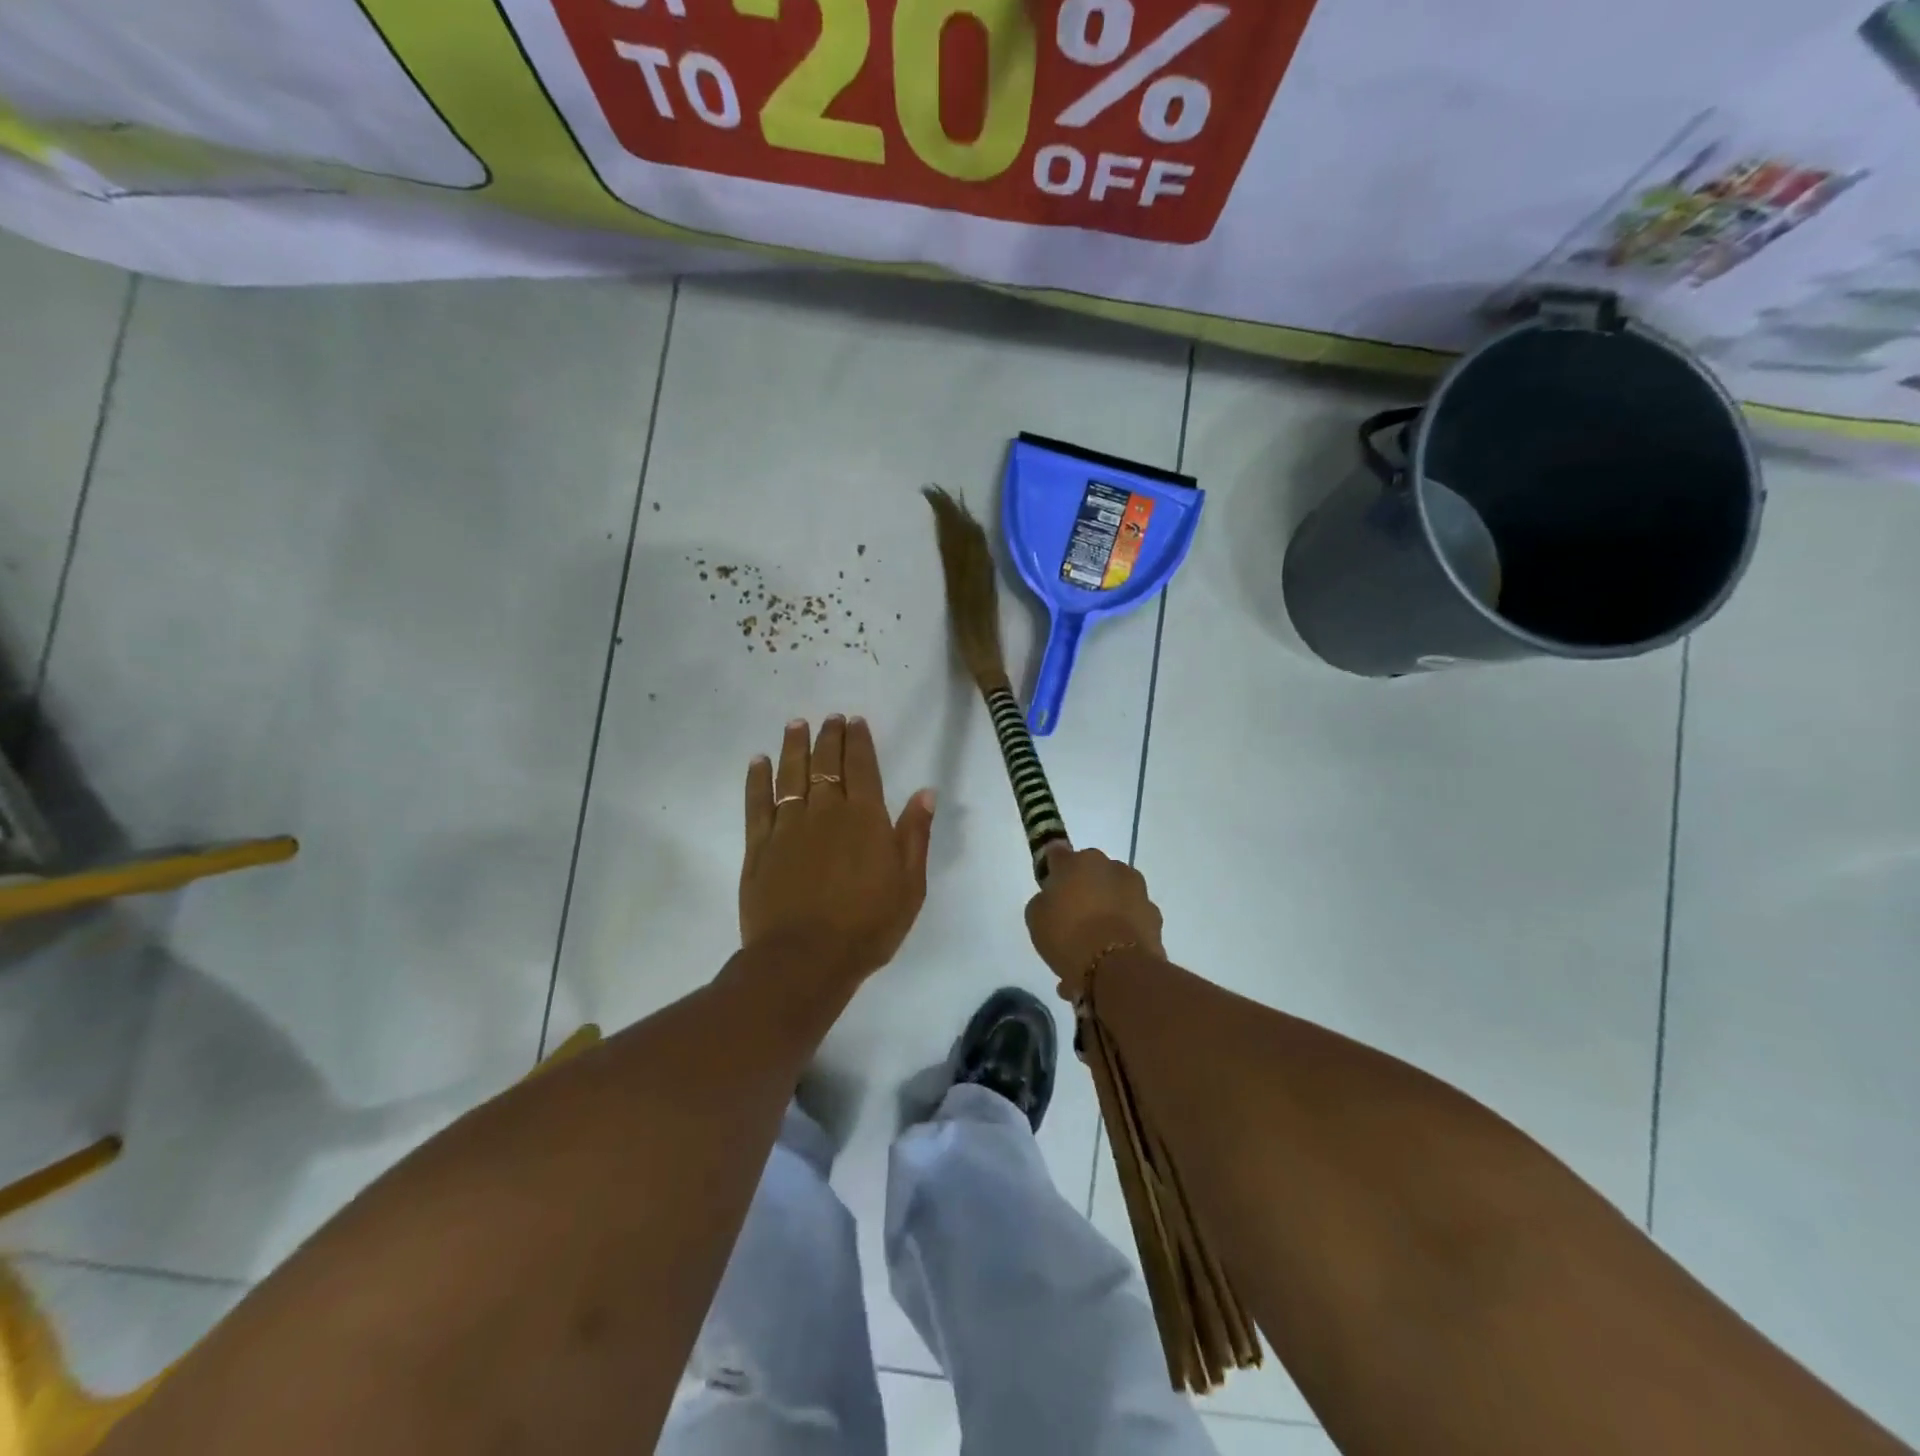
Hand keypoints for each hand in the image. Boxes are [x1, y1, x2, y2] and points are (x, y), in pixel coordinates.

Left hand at [741, 715, 936, 985]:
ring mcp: (789, 827)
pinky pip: (757, 804)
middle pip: (826, 764)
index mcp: (865, 818)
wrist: (805, 959)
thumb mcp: (909, 885)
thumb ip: (915, 835)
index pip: (862, 767)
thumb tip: (924, 792)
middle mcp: (826, 812)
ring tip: (796, 725)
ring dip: (794, 747)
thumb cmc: (868, 926)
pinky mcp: (759, 847)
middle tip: (829, 718)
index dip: (858, 741)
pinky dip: (757, 779)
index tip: (855, 721)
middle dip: (829, 737)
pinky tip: (758, 762)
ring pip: (791, 775)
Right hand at [1024, 845, 1165, 998]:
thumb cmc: (1068, 935)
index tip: (1049, 885)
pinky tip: (1112, 952)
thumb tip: (1054, 897)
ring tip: (1094, 940)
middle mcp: (1110, 866)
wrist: (1117, 968)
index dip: (1052, 869)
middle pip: (1091, 873)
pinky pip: (1131, 916)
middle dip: (1083, 888)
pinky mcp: (1154, 914)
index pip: (1058, 854)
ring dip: (1106, 907)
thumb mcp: (1036, 918)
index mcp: (1077, 861)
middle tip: (1072, 917)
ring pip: (1115, 893)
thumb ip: (1044, 899)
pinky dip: (1123, 927)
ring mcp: (1137, 889)